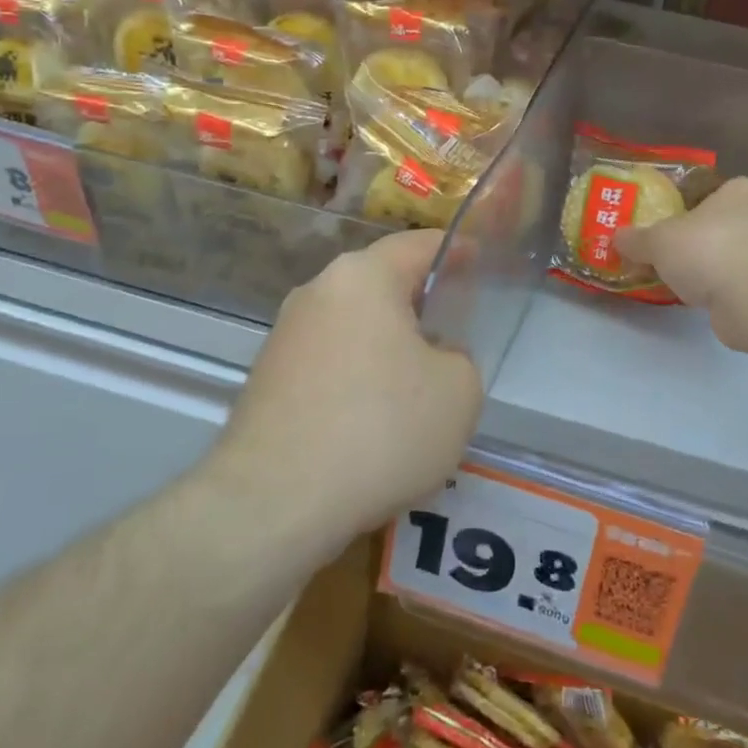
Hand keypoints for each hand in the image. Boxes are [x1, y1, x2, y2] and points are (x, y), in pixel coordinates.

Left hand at [215, 231, 483, 547]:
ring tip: (418, 384)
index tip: (480, 260)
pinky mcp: (266, 379)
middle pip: (382, 284)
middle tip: (456, 328)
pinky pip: (330, 361)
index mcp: (363, 277)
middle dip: (420, 303)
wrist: (273, 503)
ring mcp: (285, 336)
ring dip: (388, 344)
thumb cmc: (380, 430)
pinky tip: (374, 420)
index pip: (419, 245)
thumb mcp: (459, 391)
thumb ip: (459, 357)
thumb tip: (432, 357)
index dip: (457, 251)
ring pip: (354, 325)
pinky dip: (358, 376)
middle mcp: (317, 292)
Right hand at [616, 178, 747, 340]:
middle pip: (722, 225)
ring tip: (679, 281)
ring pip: (732, 255)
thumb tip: (618, 238)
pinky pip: (739, 282)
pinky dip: (721, 289)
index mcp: (743, 190)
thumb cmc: (707, 249)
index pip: (712, 193)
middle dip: (697, 240)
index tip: (666, 227)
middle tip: (668, 255)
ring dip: (710, 267)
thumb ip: (637, 238)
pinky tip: (699, 299)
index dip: (686, 208)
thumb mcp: (658, 240)